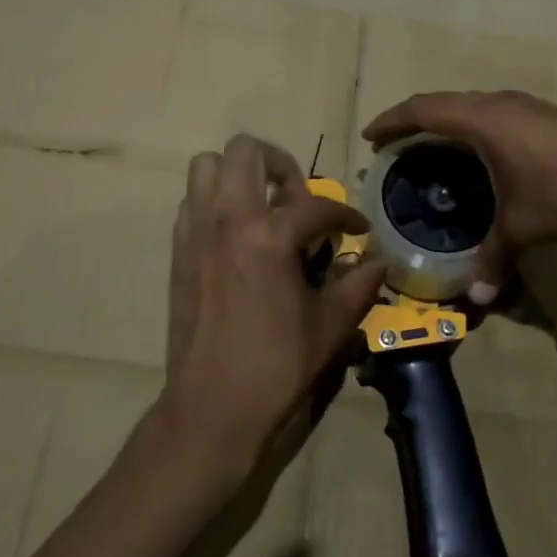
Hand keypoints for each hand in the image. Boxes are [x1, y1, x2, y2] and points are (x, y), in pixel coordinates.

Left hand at [158, 134, 386, 479]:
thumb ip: (358, 284)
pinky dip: (215, 202)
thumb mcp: (331, 325)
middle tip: (298, 198)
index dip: (346, 215)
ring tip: (263, 207)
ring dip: (239, 175)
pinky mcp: (178, 250)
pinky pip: (192, 201)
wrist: (212, 405)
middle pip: (246, 151)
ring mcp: (197, 231)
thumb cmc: (277, 364)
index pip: (316, 205)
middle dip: (280, 164)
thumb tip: (378, 262)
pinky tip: (237, 235)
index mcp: (270, 236)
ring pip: (207, 166)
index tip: (358, 229)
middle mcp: (228, 220)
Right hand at [363, 91, 556, 301]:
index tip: (370, 137)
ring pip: (471, 106)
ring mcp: (525, 107)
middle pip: (443, 103)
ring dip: (446, 123)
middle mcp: (499, 104)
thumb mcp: (522, 226)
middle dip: (414, 122)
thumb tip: (476, 297)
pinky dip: (472, 129)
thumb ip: (493, 257)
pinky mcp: (545, 117)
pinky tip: (481, 157)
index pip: (422, 110)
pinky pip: (493, 114)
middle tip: (395, 148)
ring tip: (432, 151)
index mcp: (482, 120)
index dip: (392, 121)